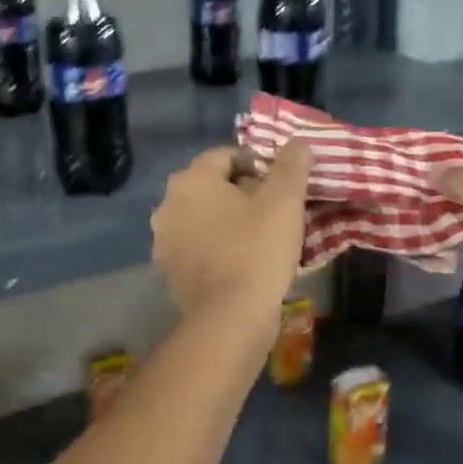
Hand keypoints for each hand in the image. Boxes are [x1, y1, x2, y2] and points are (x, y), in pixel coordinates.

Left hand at [153, 141, 312, 336]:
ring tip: (264, 238)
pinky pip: (199, 247)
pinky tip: (245, 263)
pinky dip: (219, 247)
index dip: (258, 165)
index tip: (283, 185)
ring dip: (231, 221)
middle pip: (213, 186)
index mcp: (190, 180)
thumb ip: (291, 165)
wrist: (229, 319)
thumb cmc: (257, 250)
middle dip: (245, 193)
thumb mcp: (284, 201)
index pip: (226, 156)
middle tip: (277, 211)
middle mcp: (168, 204)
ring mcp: (164, 240)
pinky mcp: (169, 272)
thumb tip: (297, 143)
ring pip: (205, 218)